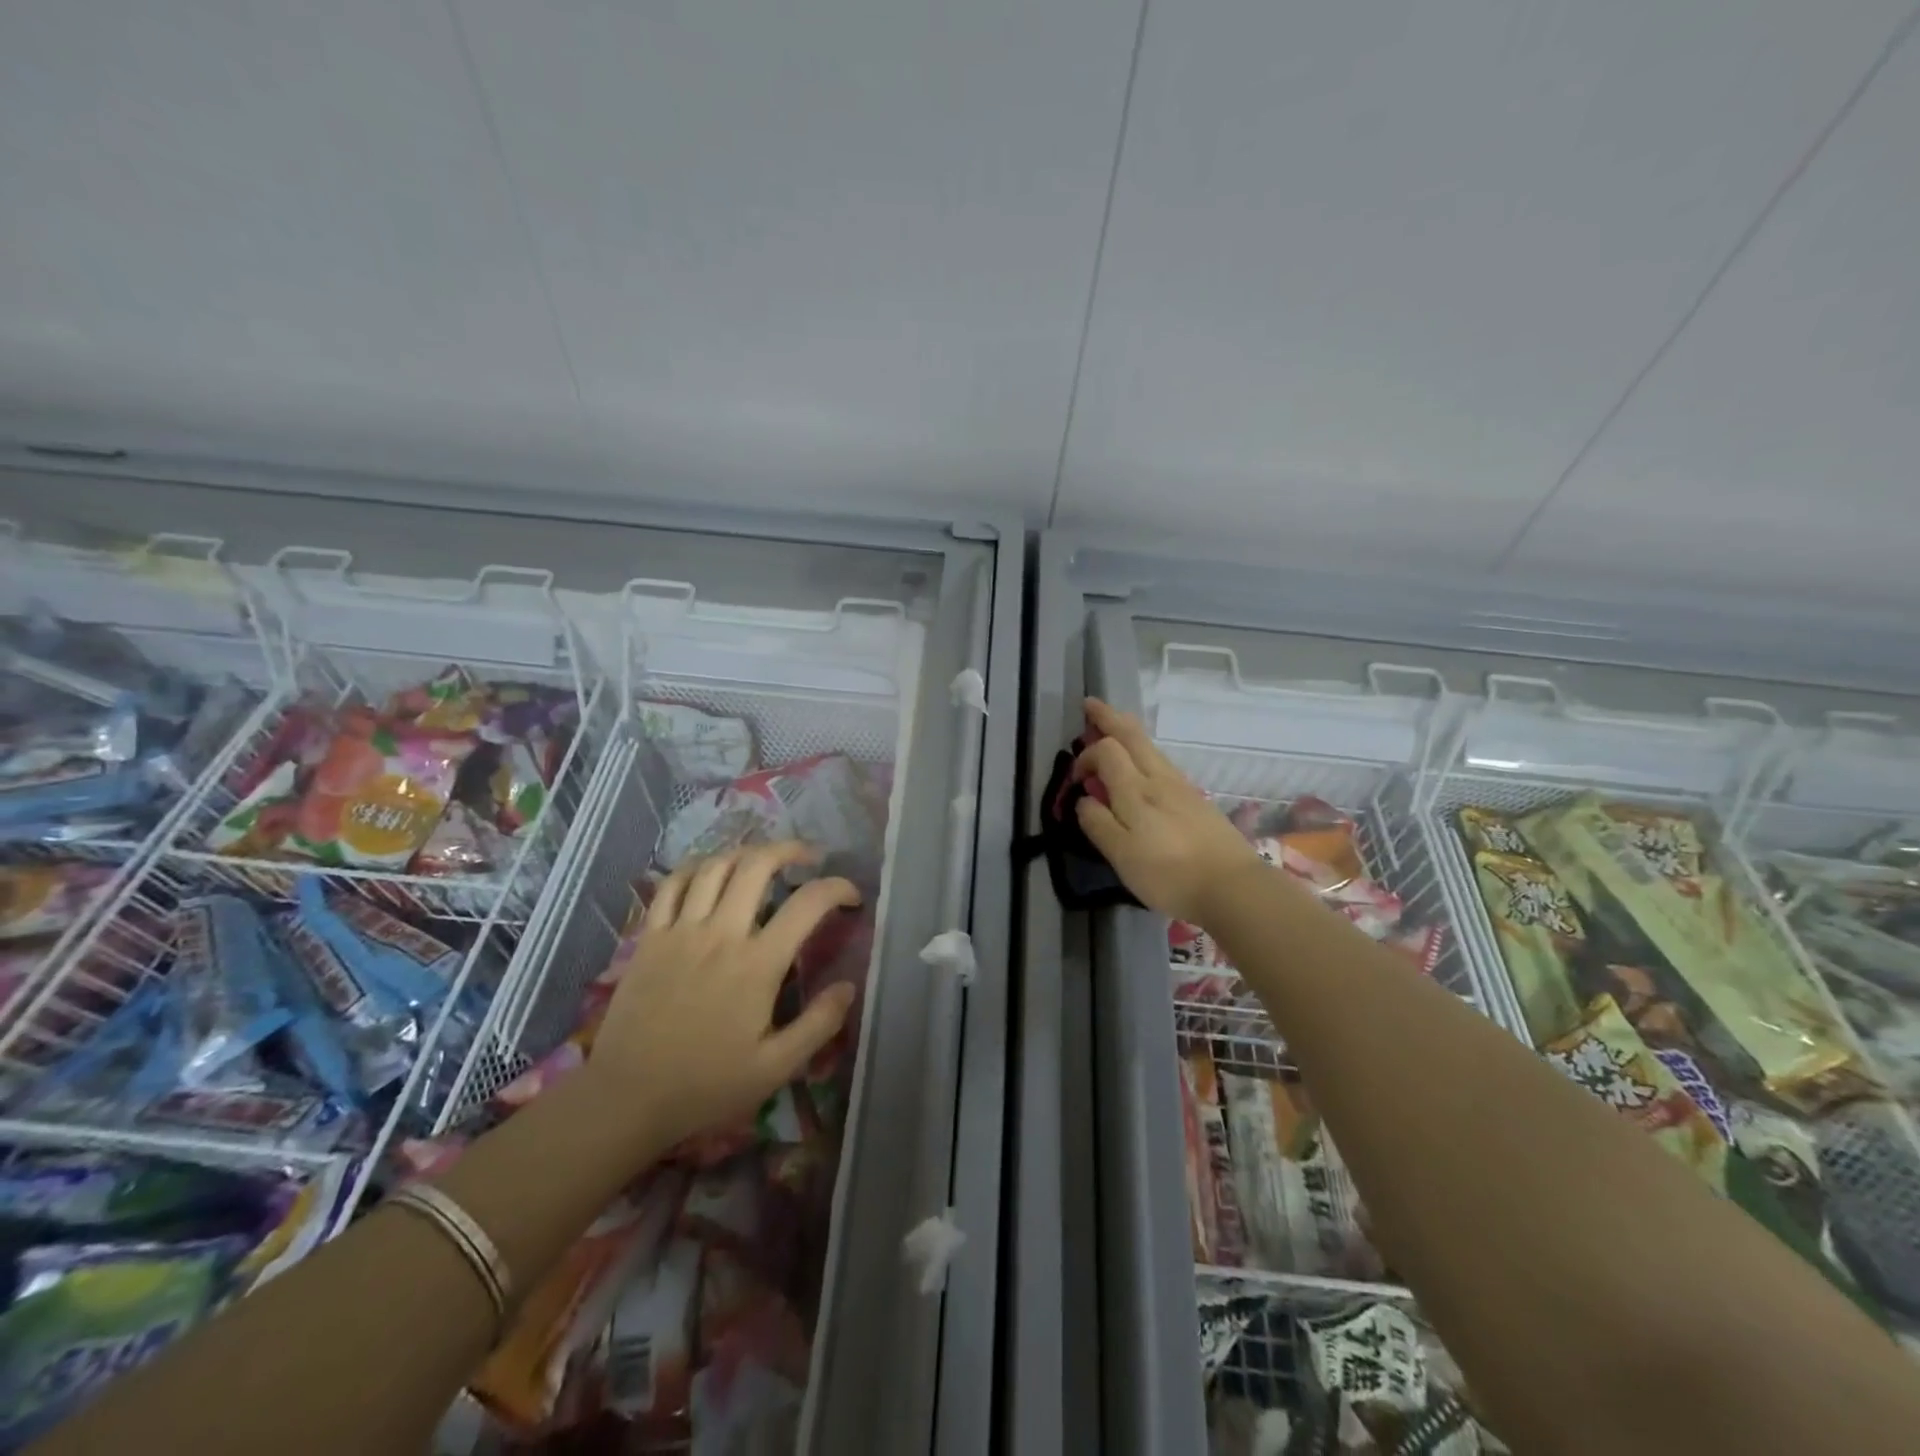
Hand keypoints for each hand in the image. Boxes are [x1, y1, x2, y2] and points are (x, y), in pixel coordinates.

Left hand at [589, 842, 859, 1148]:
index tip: (851, 896)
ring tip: (763, 860)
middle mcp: (721, 934)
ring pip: (715, 866)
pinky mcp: (649, 937)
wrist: (627, 1098)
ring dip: (746, 853)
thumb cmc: (706, 1085)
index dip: (837, 888)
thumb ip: (819, 1024)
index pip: (808, 904)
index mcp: (758, 964)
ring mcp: (680, 931)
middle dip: (790, 850)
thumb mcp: (775, 1068)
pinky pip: (672, 884)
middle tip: (808, 858)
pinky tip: (710, 871)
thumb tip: (848, 985)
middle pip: (758, 865)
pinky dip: (696, 867)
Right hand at [1074, 698, 1265, 923]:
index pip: (1106, 751)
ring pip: (1150, 746)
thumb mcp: (1122, 855)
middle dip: (1109, 717)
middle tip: (1090, 705)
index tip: (1076, 781)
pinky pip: (1162, 761)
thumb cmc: (1171, 874)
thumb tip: (1084, 800)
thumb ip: (1098, 824)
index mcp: (1136, 790)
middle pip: (1132, 735)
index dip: (1085, 757)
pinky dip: (1144, 750)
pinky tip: (1143, 762)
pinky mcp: (1196, 799)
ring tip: (1113, 725)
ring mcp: (1181, 787)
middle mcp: (1159, 779)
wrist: (1233, 887)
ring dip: (1127, 730)